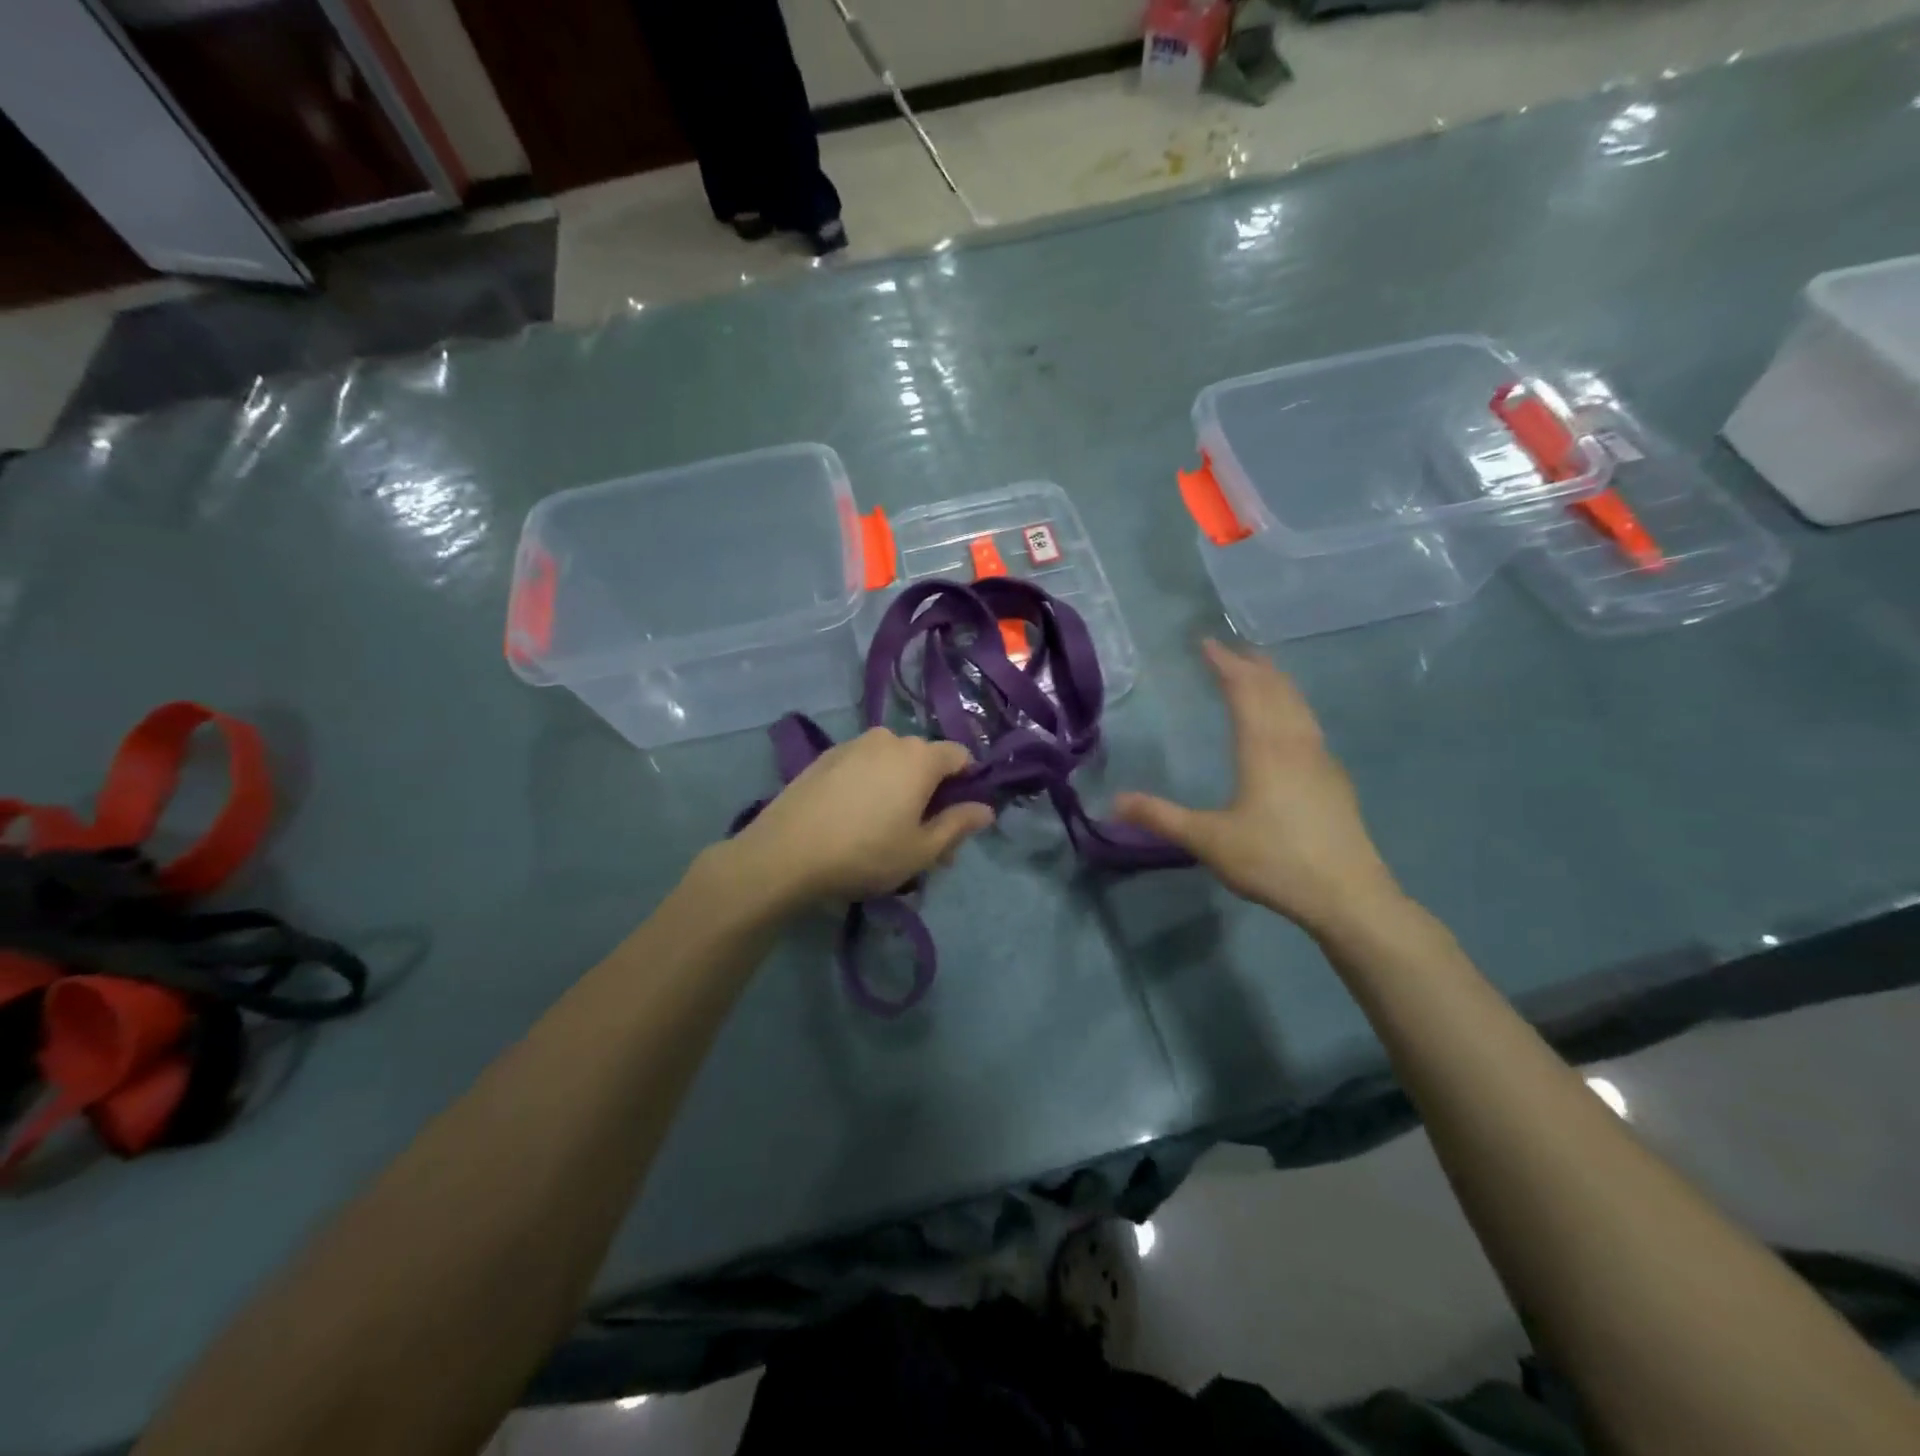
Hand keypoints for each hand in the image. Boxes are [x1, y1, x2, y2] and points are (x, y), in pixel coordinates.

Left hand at [729, 728, 993, 906]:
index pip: (960, 756)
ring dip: (898, 788)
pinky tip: (853, 818)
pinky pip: (862, 765)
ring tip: (884, 830)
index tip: (956, 818)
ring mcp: (853, 744)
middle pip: (924, 759)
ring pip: (891, 762)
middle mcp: (889, 739)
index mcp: (920, 757)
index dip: (967, 784)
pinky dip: (869, 784)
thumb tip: (986, 809)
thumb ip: (958, 825)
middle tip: (921, 837)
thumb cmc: (865, 853)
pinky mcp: (824, 756)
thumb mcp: (922, 850)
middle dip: (931, 792)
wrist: (785, 853)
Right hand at [1114, 640, 1402, 937]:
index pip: (1244, 690)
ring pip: (1298, 705)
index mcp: (1264, 748)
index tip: (1206, 643)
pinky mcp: (1334, 780)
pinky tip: (1290, 724)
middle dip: (1252, 664)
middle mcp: (1295, 743)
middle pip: (1276, 689)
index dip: (1225, 664)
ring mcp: (1321, 759)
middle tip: (1231, 649)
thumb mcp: (1208, 841)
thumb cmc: (1274, 860)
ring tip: (1260, 672)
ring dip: (1276, 682)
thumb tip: (1113, 801)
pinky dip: (1292, 706)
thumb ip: (1161, 817)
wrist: (1348, 895)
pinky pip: (1309, 725)